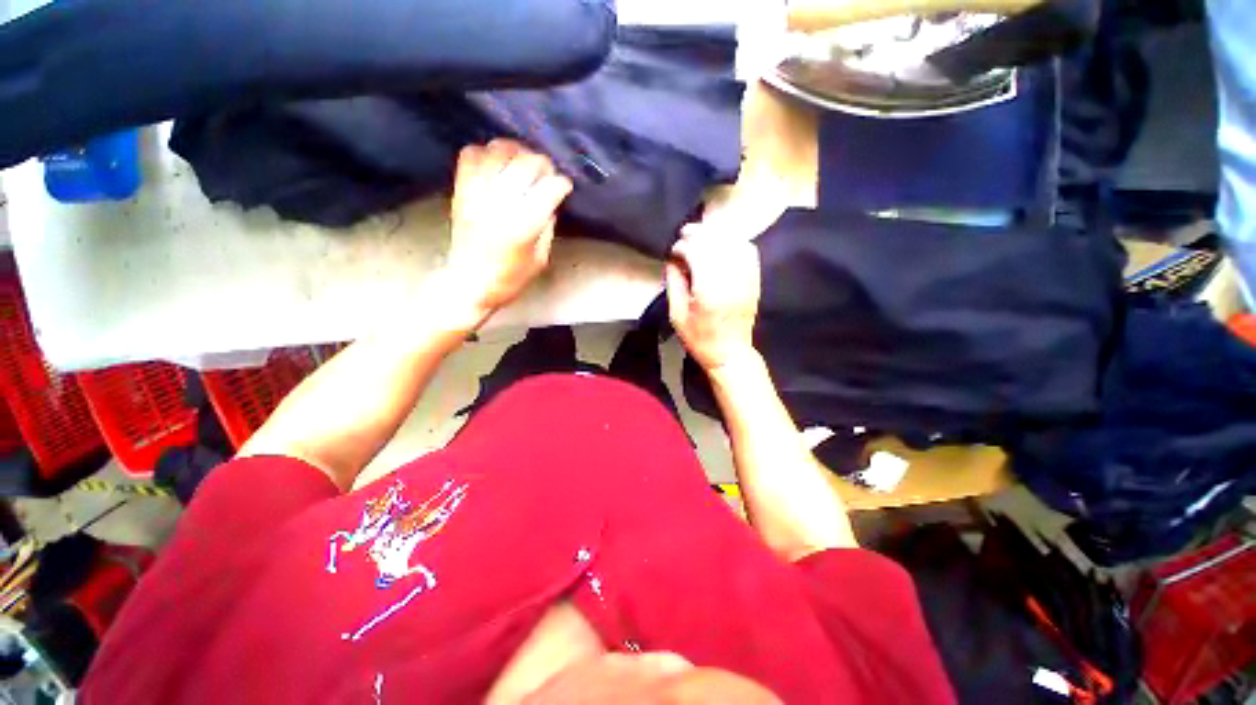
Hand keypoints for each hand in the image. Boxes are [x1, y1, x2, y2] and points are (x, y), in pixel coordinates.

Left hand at [446, 140, 573, 321]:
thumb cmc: (510, 279)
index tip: (565, 187)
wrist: (468, 285)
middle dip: (543, 164)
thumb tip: (550, 201)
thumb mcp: (540, 259)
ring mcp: (477, 194)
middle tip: (547, 173)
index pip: (549, 189)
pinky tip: (497, 161)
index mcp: (523, 227)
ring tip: (524, 160)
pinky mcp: (461, 191)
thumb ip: (547, 227)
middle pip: (526, 164)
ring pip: (498, 152)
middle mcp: (499, 204)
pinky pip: (470, 155)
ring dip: (516, 151)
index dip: (561, 184)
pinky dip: (486, 151)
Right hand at [665, 224, 761, 372]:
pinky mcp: (754, 279)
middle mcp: (730, 279)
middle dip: (698, 233)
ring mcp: (746, 278)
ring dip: (716, 234)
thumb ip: (674, 283)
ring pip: (733, 242)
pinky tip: (722, 243)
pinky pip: (748, 251)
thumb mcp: (677, 314)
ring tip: (701, 235)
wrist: (730, 353)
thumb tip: (673, 259)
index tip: (673, 252)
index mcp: (708, 290)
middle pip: (715, 242)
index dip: (683, 246)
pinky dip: (734, 241)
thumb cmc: (699, 337)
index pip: (697, 252)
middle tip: (685, 234)